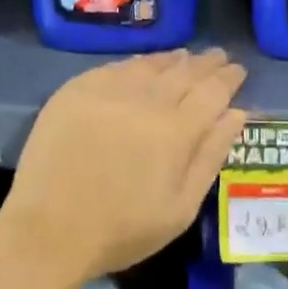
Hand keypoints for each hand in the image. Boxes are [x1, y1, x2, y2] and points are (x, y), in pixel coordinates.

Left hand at [1, 49, 248, 286]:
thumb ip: (211, 156)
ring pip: (149, 65)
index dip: (229, 78)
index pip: (213, 91)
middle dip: (205, 63)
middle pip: (183, 72)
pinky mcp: (75, 91)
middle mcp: (144, 101)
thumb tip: (236, 114)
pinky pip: (115, 68)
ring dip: (172, 59)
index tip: (239, 70)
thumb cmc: (122, 230)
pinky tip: (142, 66)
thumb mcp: (181, 208)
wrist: (48, 232)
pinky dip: (136, 64)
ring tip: (185, 56)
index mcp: (175, 131)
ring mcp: (107, 91)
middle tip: (219, 56)